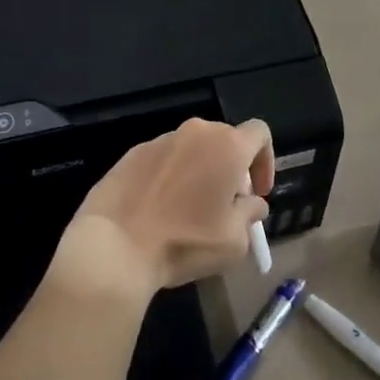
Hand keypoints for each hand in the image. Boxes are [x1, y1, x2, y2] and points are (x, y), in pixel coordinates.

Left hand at [52, 118, 274, 303]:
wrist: (114, 247)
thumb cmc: (184, 243)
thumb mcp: (234, 241)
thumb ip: (250, 214)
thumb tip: (252, 203)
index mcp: (227, 146)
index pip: (260, 133)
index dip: (265, 160)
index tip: (258, 192)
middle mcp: (196, 132)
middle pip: (225, 140)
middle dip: (232, 169)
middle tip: (225, 205)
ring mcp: (161, 140)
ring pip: (193, 149)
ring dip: (200, 172)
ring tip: (189, 210)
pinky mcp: (132, 153)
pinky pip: (163, 159)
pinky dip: (170, 177)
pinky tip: (159, 209)